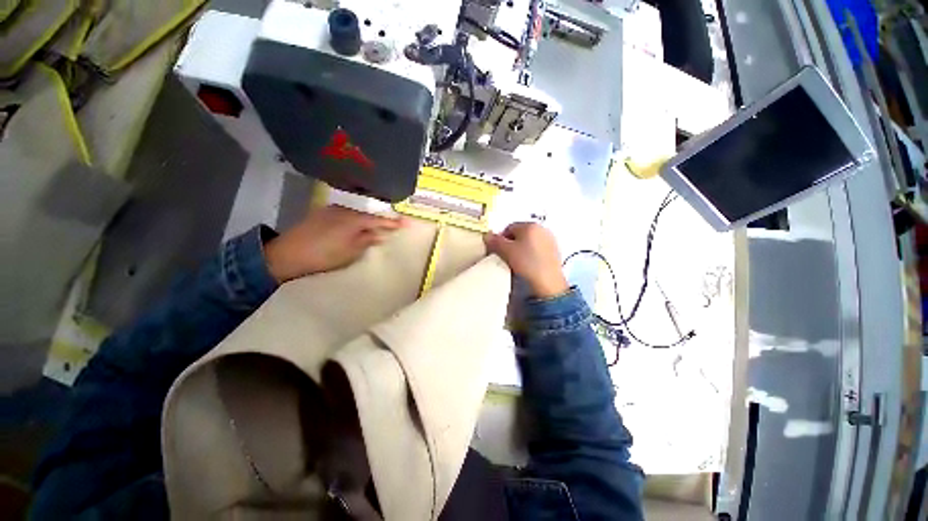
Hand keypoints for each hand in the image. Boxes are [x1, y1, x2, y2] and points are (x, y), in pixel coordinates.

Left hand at [265, 205, 402, 281]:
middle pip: (369, 213)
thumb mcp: (350, 252)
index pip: (378, 219)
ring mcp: (332, 210)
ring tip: (378, 226)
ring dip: (368, 219)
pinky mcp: (323, 213)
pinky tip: (358, 225)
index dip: (393, 222)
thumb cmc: (324, 256)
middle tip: (394, 225)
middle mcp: (344, 210)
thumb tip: (382, 235)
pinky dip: (356, 219)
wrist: (286, 254)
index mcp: (353, 219)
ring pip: (357, 213)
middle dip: (382, 219)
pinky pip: (347, 214)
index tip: (407, 223)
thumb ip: (367, 240)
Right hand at [484, 222, 568, 297]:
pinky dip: (531, 254)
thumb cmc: (527, 264)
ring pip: (529, 241)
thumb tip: (487, 235)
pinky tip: (528, 265)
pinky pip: (537, 249)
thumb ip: (495, 241)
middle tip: (506, 256)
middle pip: (520, 233)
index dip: (500, 239)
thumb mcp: (506, 252)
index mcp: (530, 225)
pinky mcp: (555, 252)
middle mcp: (542, 229)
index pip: (509, 227)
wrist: (548, 283)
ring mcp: (550, 240)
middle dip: (511, 243)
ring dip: (521, 249)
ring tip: (517, 262)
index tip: (498, 251)